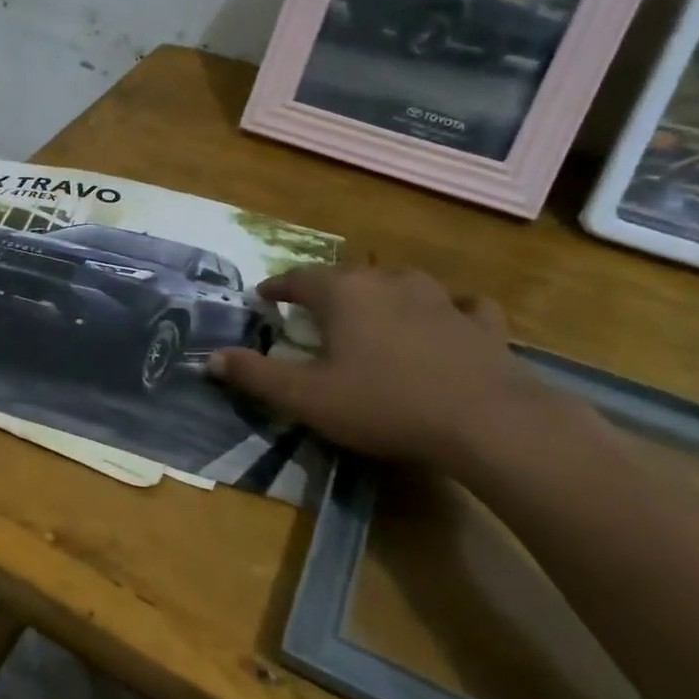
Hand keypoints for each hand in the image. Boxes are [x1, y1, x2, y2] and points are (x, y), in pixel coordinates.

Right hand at [209, 264, 537, 465]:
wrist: (487, 422)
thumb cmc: (384, 404)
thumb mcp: (306, 397)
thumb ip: (256, 376)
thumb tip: (211, 359)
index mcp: (343, 295)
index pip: (299, 279)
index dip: (277, 286)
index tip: (263, 296)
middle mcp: (388, 283)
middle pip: (348, 275)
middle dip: (326, 288)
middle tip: (313, 307)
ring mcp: (440, 299)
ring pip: (402, 281)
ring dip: (382, 291)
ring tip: (374, 306)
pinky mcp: (480, 324)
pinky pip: (461, 305)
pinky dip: (449, 308)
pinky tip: (450, 317)